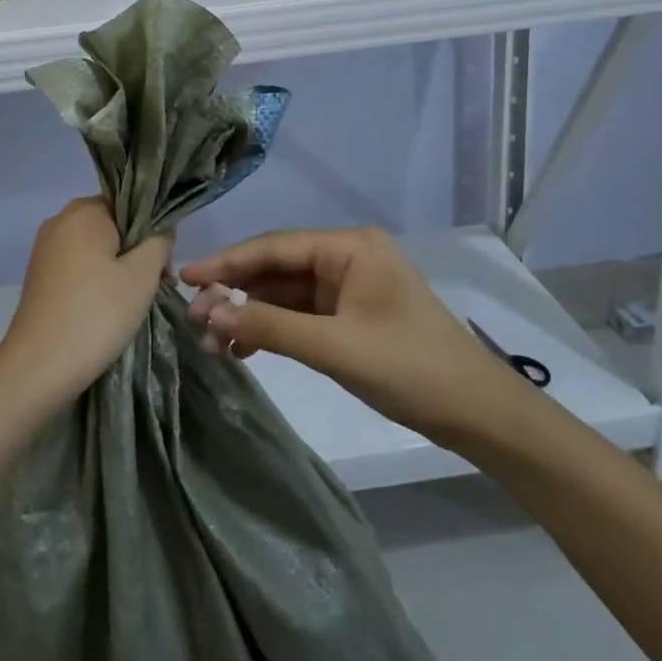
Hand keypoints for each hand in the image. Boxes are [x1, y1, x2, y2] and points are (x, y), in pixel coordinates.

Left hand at [0, 197, 171, 405]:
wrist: (39, 367)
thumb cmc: (97, 313)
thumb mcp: (142, 275)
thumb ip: (159, 242)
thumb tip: (160, 230)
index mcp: (84, 211)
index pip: (131, 204)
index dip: (153, 231)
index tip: (165, 264)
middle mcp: (59, 221)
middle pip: (112, 225)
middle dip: (137, 251)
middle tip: (156, 285)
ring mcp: (45, 249)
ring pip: (95, 248)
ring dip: (118, 268)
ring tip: (134, 302)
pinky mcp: (39, 276)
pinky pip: (78, 266)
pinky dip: (96, 280)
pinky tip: (107, 308)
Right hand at [182, 228, 520, 448]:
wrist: (477, 412)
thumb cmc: (411, 368)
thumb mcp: (336, 348)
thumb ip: (271, 328)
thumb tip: (209, 315)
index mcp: (349, 247)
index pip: (274, 247)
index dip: (226, 263)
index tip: (184, 278)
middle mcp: (346, 257)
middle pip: (276, 269)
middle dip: (235, 294)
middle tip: (192, 320)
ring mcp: (348, 287)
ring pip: (285, 294)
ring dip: (250, 316)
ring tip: (211, 343)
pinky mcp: (350, 316)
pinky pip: (300, 315)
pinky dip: (272, 330)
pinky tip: (243, 349)